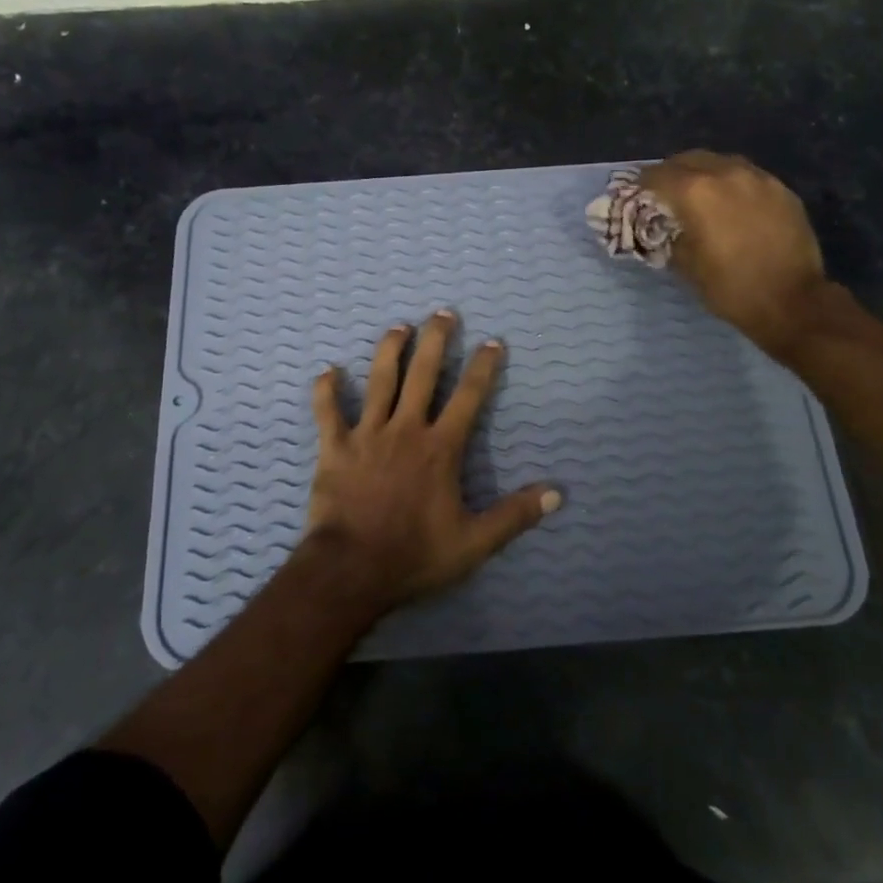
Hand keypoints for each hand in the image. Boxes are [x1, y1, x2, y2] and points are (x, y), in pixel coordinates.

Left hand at [303, 311, 560, 613]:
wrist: (352, 570)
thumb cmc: (415, 554)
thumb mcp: (474, 542)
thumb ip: (514, 515)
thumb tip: (557, 493)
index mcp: (440, 448)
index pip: (468, 397)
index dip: (483, 367)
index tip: (492, 341)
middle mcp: (406, 429)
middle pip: (423, 374)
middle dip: (435, 341)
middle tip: (442, 312)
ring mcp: (367, 435)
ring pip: (379, 381)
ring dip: (389, 350)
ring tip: (398, 326)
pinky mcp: (335, 447)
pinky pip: (328, 412)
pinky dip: (326, 391)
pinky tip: (327, 371)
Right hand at [640, 150, 833, 358]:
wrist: (792, 301)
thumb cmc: (730, 288)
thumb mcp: (686, 266)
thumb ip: (670, 237)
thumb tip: (666, 228)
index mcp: (696, 193)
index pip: (657, 175)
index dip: (641, 183)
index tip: (635, 193)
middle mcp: (726, 174)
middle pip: (689, 159)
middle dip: (672, 172)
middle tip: (664, 190)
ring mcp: (758, 179)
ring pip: (721, 162)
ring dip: (703, 173)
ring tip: (698, 193)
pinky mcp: (781, 190)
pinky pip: (748, 176)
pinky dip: (731, 183)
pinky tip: (731, 204)